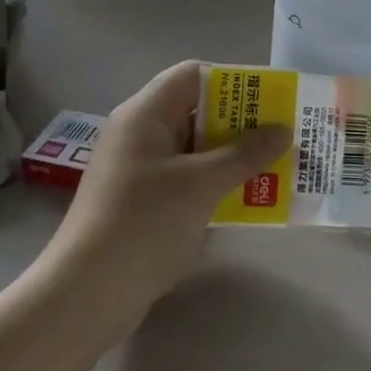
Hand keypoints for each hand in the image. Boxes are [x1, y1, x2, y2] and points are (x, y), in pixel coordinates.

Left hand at [43, 61, 290, 333]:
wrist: (86, 294)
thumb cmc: (144, 222)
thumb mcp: (202, 183)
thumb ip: (246, 153)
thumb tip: (284, 131)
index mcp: (146, 114)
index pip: (194, 75)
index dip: (234, 81)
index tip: (270, 101)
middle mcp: (141, 134)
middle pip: (198, 110)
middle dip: (242, 122)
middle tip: (283, 135)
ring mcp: (140, 169)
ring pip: (196, 147)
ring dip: (234, 155)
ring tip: (276, 165)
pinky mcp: (144, 201)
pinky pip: (188, 177)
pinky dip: (217, 181)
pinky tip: (248, 197)